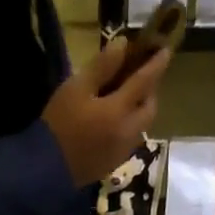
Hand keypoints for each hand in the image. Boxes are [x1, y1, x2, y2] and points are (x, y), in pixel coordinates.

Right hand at [43, 39, 170, 186]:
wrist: (47, 170)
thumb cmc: (59, 124)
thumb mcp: (76, 88)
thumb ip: (102, 67)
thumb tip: (123, 45)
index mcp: (119, 110)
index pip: (145, 82)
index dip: (156, 64)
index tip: (166, 50)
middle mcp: (127, 132)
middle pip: (150, 109)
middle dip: (150, 92)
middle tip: (140, 79)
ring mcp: (121, 151)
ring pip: (141, 127)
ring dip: (140, 111)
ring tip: (126, 101)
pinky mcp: (113, 165)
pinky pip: (130, 142)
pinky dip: (129, 127)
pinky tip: (115, 124)